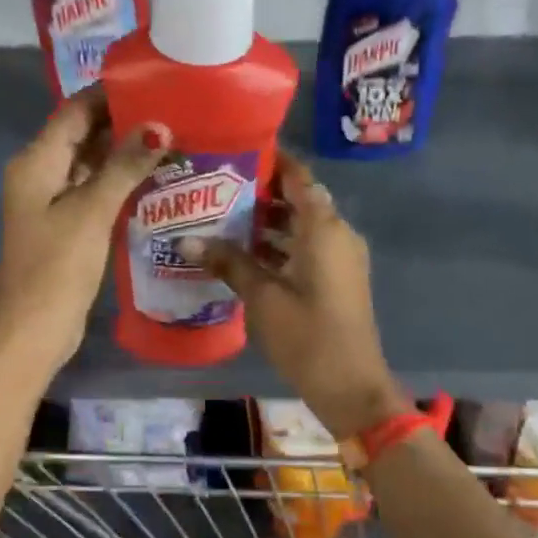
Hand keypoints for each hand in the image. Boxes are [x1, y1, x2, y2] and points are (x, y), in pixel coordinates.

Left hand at [0, 87, 168, 372]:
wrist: (33, 330)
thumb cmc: (57, 267)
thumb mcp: (92, 212)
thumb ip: (124, 167)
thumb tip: (159, 126)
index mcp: (37, 162)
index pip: (75, 112)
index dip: (110, 95)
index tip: (154, 82)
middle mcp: (41, 174)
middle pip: (83, 135)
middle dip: (124, 123)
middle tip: (174, 111)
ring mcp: (53, 202)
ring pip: (91, 165)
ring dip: (125, 154)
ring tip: (174, 138)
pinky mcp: (67, 226)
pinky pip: (94, 191)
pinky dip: (120, 183)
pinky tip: (155, 178)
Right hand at [188, 158, 411, 437]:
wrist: (350, 386)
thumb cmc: (307, 335)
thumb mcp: (262, 297)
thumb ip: (228, 262)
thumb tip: (186, 241)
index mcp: (324, 228)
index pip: (299, 178)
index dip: (273, 161)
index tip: (237, 151)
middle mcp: (337, 235)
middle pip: (299, 200)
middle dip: (261, 193)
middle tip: (216, 188)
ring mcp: (340, 259)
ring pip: (302, 227)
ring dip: (268, 222)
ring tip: (221, 217)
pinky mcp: (336, 281)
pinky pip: (306, 249)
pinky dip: (279, 246)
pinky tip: (243, 254)